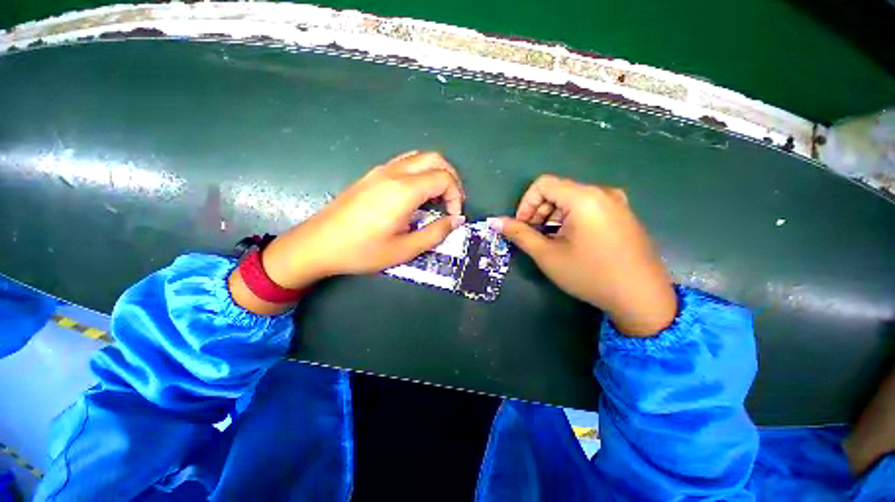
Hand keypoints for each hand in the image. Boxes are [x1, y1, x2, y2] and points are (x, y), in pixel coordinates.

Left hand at [230, 151, 465, 313]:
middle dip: (451, 178)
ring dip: (435, 173)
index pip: (443, 178)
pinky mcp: (372, 175)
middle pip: (435, 159)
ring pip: (419, 157)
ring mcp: (381, 170)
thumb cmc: (362, 251)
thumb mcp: (405, 249)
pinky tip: (416, 194)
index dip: (456, 196)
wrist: (318, 244)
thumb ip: (435, 233)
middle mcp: (394, 173)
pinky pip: (404, 163)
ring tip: (437, 198)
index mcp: (404, 190)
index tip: (453, 216)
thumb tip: (457, 220)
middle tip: (451, 202)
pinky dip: (420, 172)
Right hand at [492, 175, 675, 335]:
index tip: (521, 226)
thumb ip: (520, 234)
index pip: (543, 184)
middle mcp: (602, 193)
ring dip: (552, 217)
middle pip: (557, 191)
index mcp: (585, 197)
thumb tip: (495, 221)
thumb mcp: (548, 255)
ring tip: (550, 242)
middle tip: (533, 237)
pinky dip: (570, 220)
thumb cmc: (590, 275)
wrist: (642, 298)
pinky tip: (569, 242)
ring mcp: (616, 203)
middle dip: (538, 212)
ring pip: (571, 200)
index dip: (525, 203)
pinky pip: (587, 208)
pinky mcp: (622, 215)